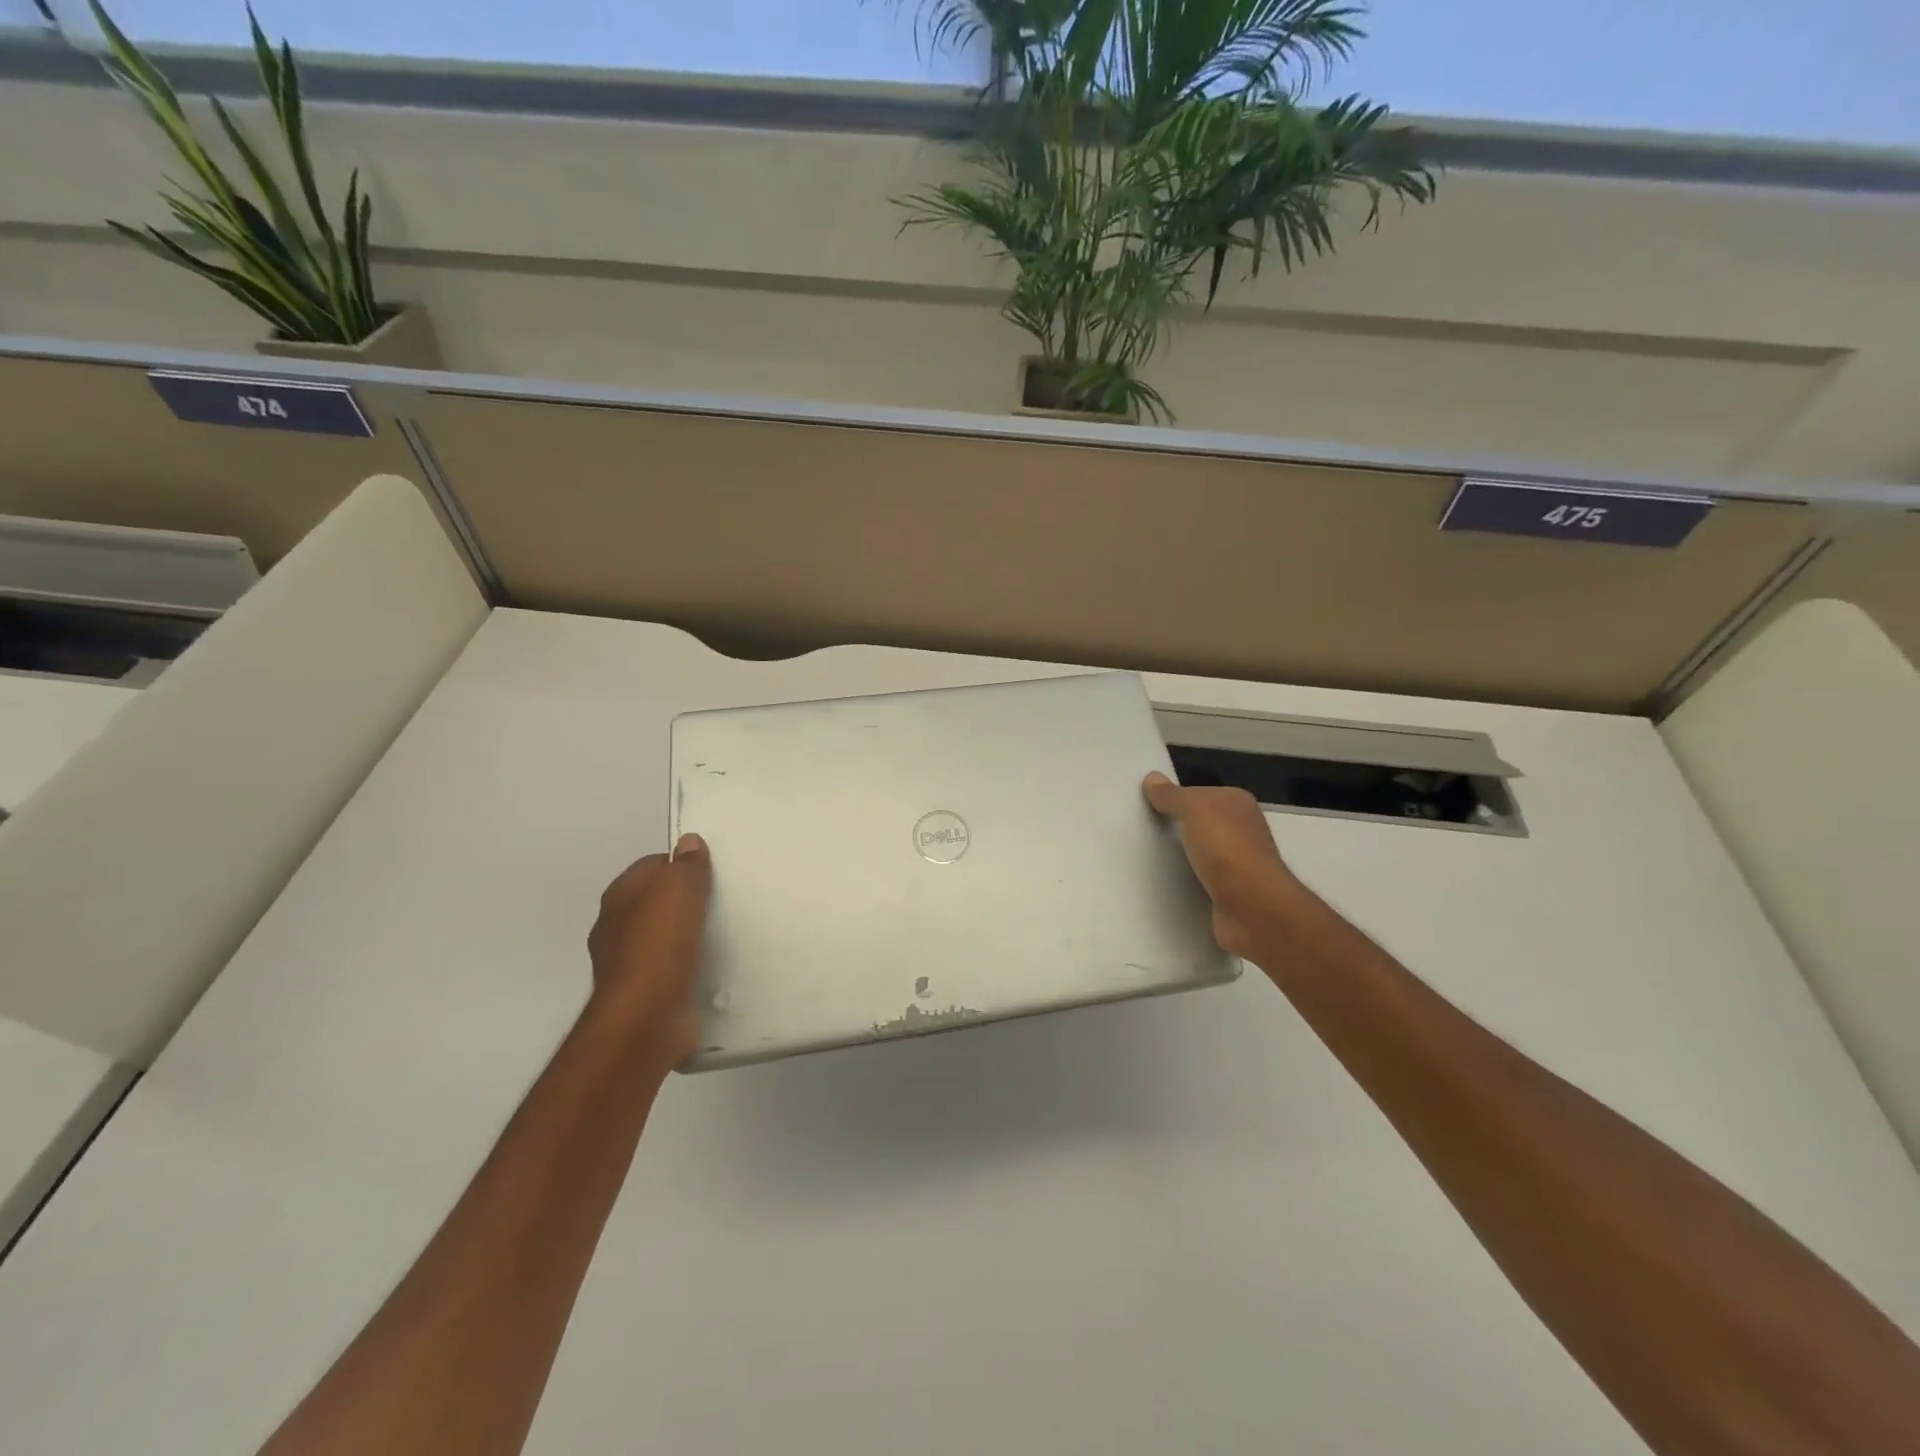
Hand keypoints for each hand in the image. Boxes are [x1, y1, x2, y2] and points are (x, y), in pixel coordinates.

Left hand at [586, 833, 712, 1072]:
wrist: (646, 1016)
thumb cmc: (660, 943)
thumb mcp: (679, 889)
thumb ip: (686, 864)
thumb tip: (688, 841)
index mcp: (619, 896)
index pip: (651, 866)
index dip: (679, 865)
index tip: (710, 873)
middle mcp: (616, 927)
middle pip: (656, 901)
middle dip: (684, 900)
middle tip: (721, 900)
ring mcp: (628, 963)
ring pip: (663, 936)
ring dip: (686, 935)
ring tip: (722, 933)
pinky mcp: (645, 993)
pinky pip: (670, 968)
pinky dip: (687, 965)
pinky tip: (710, 966)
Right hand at [1144, 772, 1301, 960]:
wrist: (1252, 909)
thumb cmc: (1226, 850)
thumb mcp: (1194, 810)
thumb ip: (1172, 795)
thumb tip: (1152, 778)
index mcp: (1238, 804)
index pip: (1201, 794)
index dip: (1176, 798)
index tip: (1147, 806)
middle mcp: (1242, 831)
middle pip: (1201, 823)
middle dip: (1176, 828)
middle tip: (1141, 831)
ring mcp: (1238, 864)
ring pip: (1200, 853)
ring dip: (1180, 858)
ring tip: (1145, 860)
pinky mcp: (1231, 893)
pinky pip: (1201, 881)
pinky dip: (1186, 882)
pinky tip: (1165, 885)